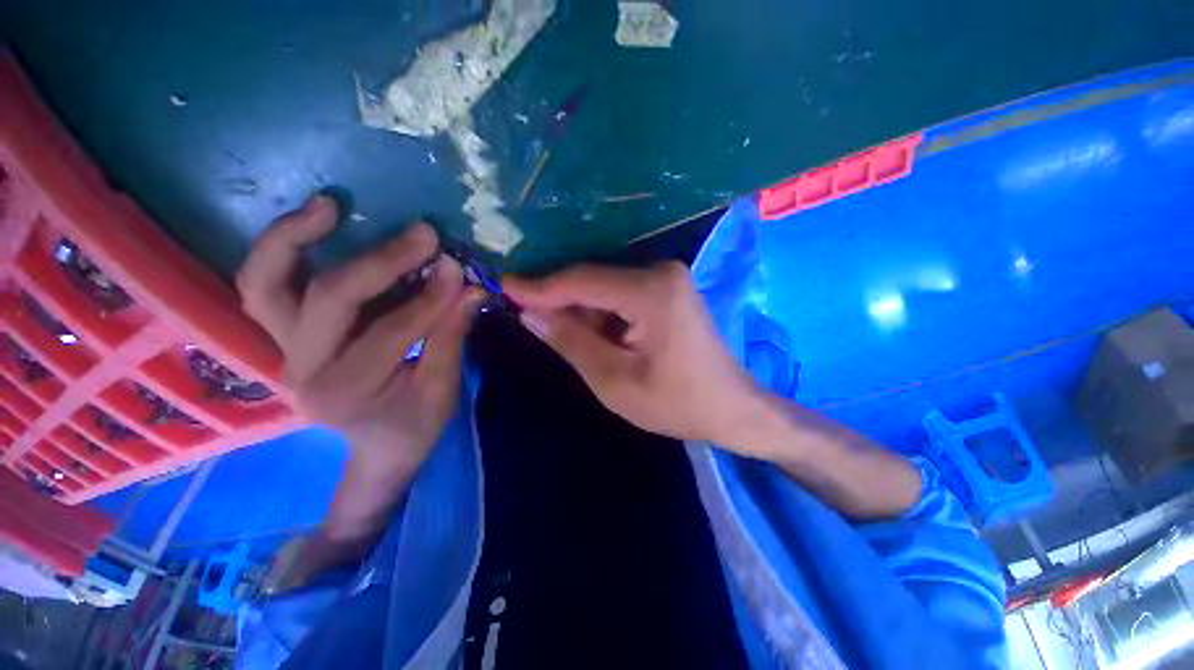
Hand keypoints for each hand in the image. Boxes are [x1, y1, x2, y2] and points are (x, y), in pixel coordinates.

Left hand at [237, 195, 484, 482]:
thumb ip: (451, 335)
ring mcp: (284, 351)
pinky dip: (282, 251)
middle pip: (329, 300)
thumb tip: (469, 286)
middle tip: (424, 235)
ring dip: (292, 238)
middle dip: (381, 263)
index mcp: (348, 391)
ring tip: (329, 205)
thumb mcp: (443, 389)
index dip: (429, 298)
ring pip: (265, 285)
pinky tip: (313, 223)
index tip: (458, 268)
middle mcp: (303, 369)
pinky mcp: (284, 337)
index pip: (391, 331)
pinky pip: (266, 286)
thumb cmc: (415, 425)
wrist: (378, 449)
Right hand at [506, 262, 922, 517]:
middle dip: (559, 301)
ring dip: (579, 310)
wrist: (731, 408)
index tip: (504, 286)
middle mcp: (660, 271)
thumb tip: (529, 313)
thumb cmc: (677, 402)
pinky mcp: (667, 289)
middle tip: (523, 314)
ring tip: (556, 332)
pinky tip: (589, 332)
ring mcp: (666, 278)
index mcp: (651, 291)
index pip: (581, 281)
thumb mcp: (614, 380)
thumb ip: (570, 341)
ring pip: (604, 288)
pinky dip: (599, 313)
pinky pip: (620, 295)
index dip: (539, 286)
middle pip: (592, 281)